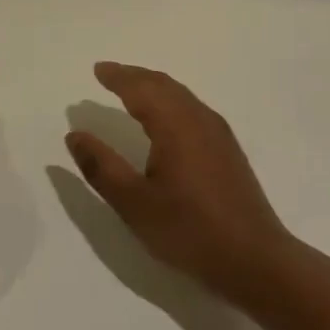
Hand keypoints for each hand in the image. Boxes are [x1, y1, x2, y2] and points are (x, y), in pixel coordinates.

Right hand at [66, 62, 295, 306]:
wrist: (254, 260)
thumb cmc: (189, 230)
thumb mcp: (133, 203)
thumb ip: (101, 167)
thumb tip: (75, 135)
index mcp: (175, 126)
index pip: (141, 89)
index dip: (117, 77)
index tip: (97, 69)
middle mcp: (199, 120)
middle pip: (164, 85)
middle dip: (135, 76)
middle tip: (110, 73)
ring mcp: (219, 134)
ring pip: (182, 96)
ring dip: (154, 87)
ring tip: (132, 90)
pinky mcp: (228, 151)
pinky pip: (193, 109)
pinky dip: (171, 101)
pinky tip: (166, 119)